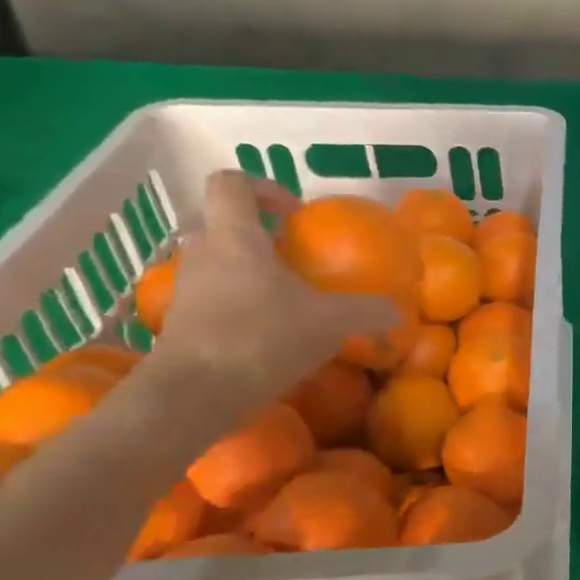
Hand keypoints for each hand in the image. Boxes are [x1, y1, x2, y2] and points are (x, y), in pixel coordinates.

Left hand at [147, 172, 396, 410]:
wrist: (195, 395)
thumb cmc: (263, 339)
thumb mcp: (331, 323)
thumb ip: (368, 312)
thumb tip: (397, 311)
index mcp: (235, 238)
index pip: (231, 184)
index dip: (263, 187)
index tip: (295, 214)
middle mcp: (203, 255)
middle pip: (219, 224)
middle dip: (255, 235)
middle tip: (292, 257)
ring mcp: (187, 291)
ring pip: (214, 264)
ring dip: (246, 272)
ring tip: (285, 299)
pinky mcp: (182, 326)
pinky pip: (211, 301)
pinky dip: (238, 307)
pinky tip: (270, 335)